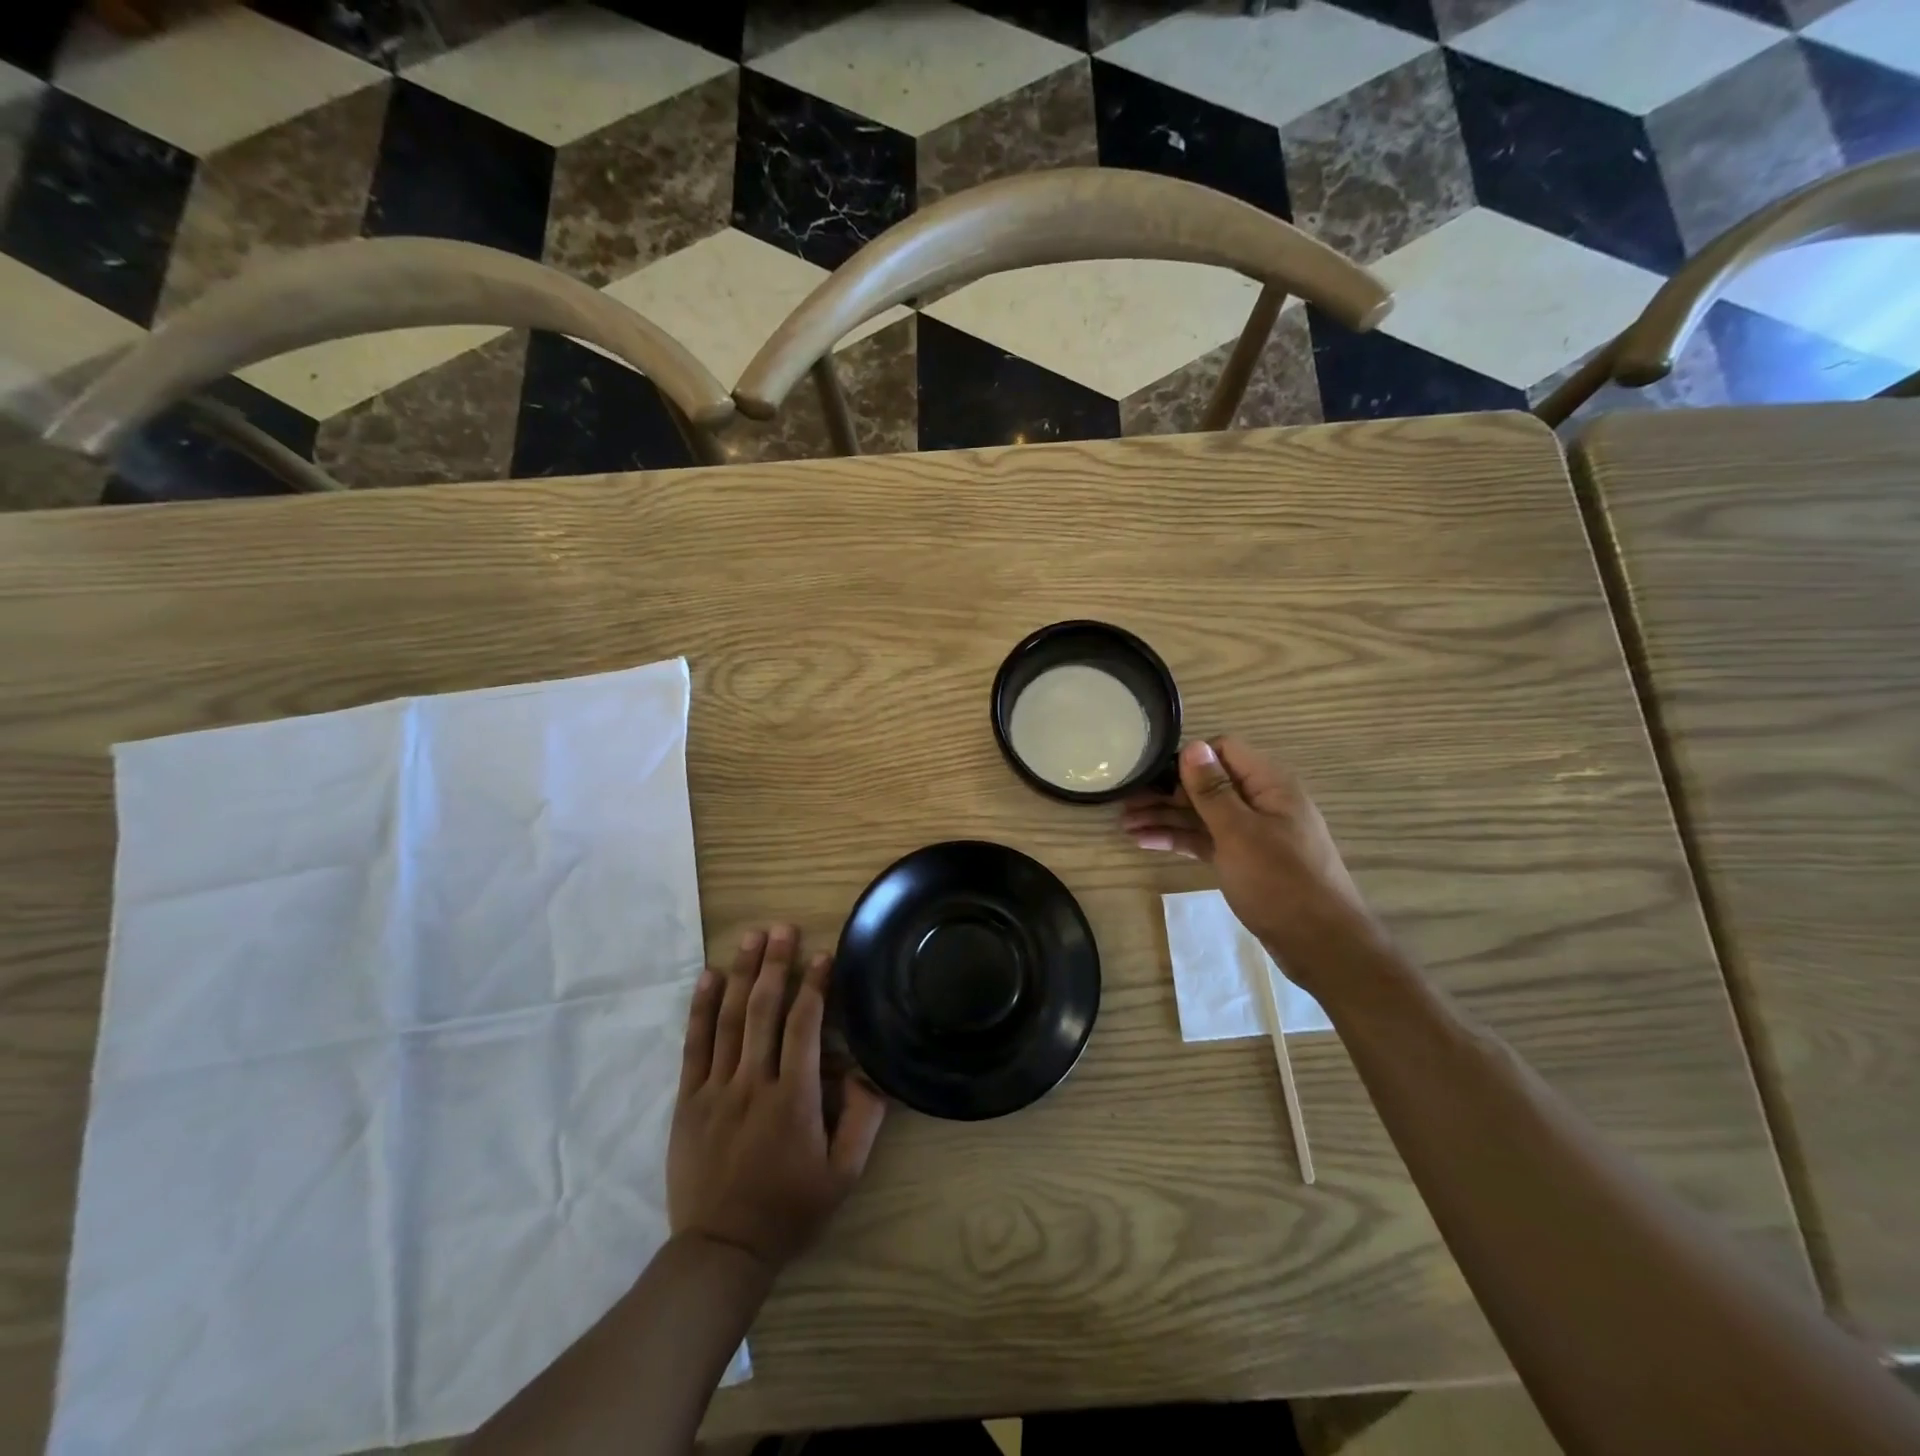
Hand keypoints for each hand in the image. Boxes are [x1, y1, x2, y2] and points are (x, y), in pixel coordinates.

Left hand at [668, 926, 886, 1272]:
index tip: (823, 955)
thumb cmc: (789, 1211)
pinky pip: (694, 1046)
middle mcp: (753, 1084)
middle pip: (764, 1011)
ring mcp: (716, 1090)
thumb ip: (863, 1121)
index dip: (814, 987)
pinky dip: (701, 1008)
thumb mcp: (843, 1176)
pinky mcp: (688, 1101)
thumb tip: (868, 1071)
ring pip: (729, 1020)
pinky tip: (709, 977)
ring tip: (752, 937)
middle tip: (783, 928)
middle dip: (776, 965)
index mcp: (793, 1100)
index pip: (804, 1027)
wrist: (721, 1252)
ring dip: (743, 974)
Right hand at [1121, 738, 1379, 986]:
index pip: (1224, 750)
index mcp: (1270, 785)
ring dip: (1166, 817)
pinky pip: (1207, 839)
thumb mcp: (1239, 832)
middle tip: (1125, 802)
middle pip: (1208, 784)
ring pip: (1202, 814)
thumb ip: (1212, 789)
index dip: (1188, 759)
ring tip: (1125, 825)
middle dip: (1167, 792)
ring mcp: (1252, 833)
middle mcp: (1261, 802)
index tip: (1153, 774)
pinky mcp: (1244, 859)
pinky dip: (1179, 839)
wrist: (1320, 945)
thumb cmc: (1280, 882)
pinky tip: (1146, 842)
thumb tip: (1192, 745)